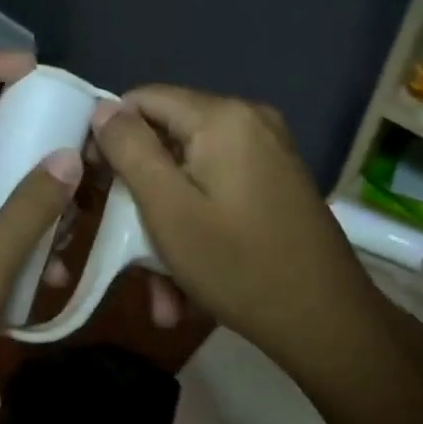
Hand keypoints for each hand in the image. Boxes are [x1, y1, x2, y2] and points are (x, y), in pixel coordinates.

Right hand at [88, 87, 363, 369]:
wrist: (329, 324)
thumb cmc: (239, 265)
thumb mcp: (168, 209)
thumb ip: (131, 150)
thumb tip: (104, 108)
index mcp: (222, 117)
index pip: (143, 99)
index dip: (110, 136)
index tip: (94, 184)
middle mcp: (248, 122)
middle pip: (168, 141)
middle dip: (140, 197)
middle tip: (122, 246)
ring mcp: (267, 153)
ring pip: (190, 177)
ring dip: (166, 227)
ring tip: (159, 291)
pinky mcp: (276, 183)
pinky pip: (217, 193)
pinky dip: (196, 229)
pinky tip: (186, 287)